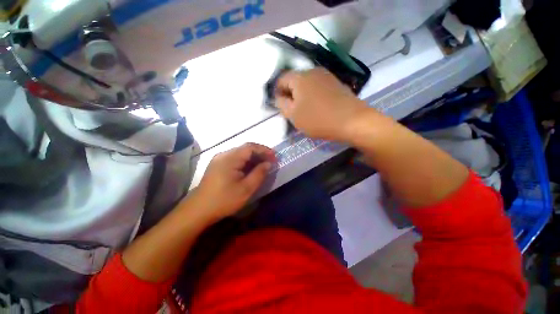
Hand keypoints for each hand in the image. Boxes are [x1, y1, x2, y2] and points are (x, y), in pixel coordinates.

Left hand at [188, 143, 275, 221]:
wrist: (199, 210)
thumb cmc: (224, 200)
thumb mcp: (246, 188)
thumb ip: (259, 173)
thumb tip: (268, 163)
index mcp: (230, 158)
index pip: (251, 147)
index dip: (264, 150)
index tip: (275, 157)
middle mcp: (224, 154)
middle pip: (245, 149)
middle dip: (260, 153)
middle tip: (270, 162)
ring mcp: (219, 159)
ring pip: (240, 153)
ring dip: (253, 158)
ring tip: (263, 165)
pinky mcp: (217, 165)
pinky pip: (234, 158)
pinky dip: (245, 162)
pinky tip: (250, 169)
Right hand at [275, 68, 369, 141]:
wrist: (352, 120)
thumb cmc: (318, 119)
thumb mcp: (293, 115)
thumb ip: (282, 104)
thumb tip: (279, 97)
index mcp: (300, 77)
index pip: (281, 79)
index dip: (277, 92)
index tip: (280, 106)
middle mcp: (313, 71)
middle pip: (295, 81)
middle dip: (291, 94)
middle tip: (292, 110)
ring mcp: (327, 76)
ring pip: (307, 84)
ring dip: (303, 96)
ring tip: (306, 110)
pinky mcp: (336, 83)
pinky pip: (319, 87)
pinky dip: (314, 96)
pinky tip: (318, 107)